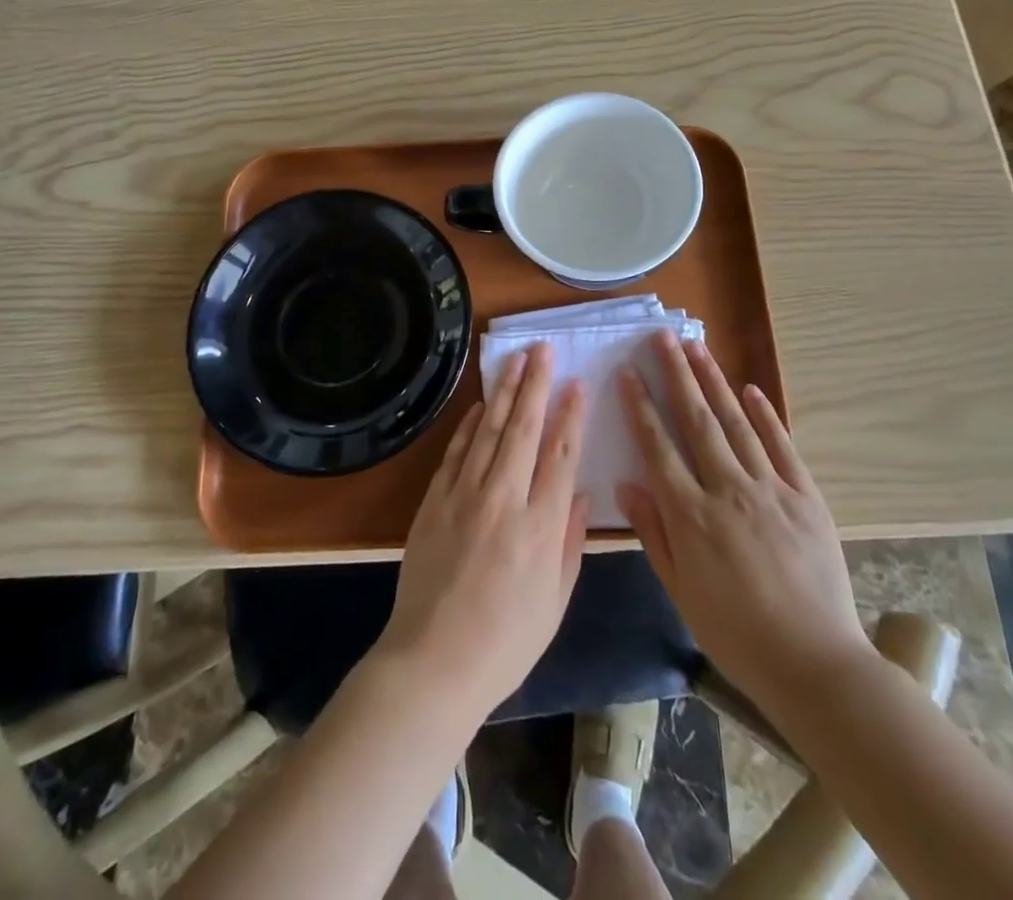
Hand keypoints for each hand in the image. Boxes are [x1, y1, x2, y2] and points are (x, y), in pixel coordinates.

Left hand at [375, 343, 590, 722]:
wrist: (432, 662)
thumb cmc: (505, 643)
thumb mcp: (555, 603)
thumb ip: (570, 544)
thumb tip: (580, 495)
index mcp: (541, 528)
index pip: (560, 455)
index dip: (570, 416)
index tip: (577, 384)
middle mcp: (504, 500)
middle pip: (523, 430)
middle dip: (536, 385)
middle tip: (543, 350)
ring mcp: (464, 496)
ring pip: (488, 431)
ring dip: (503, 392)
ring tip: (515, 360)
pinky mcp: (434, 501)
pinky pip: (455, 452)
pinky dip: (468, 425)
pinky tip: (479, 405)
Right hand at [617, 332, 871, 709]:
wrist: (815, 663)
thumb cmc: (736, 633)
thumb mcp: (680, 591)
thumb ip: (654, 533)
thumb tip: (628, 483)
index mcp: (691, 514)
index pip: (658, 446)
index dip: (640, 406)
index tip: (628, 373)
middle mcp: (728, 489)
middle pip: (696, 420)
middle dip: (676, 374)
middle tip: (661, 337)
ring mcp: (771, 488)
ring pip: (736, 423)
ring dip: (714, 381)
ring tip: (696, 347)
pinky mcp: (806, 496)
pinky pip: (782, 446)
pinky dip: (764, 415)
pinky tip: (749, 390)